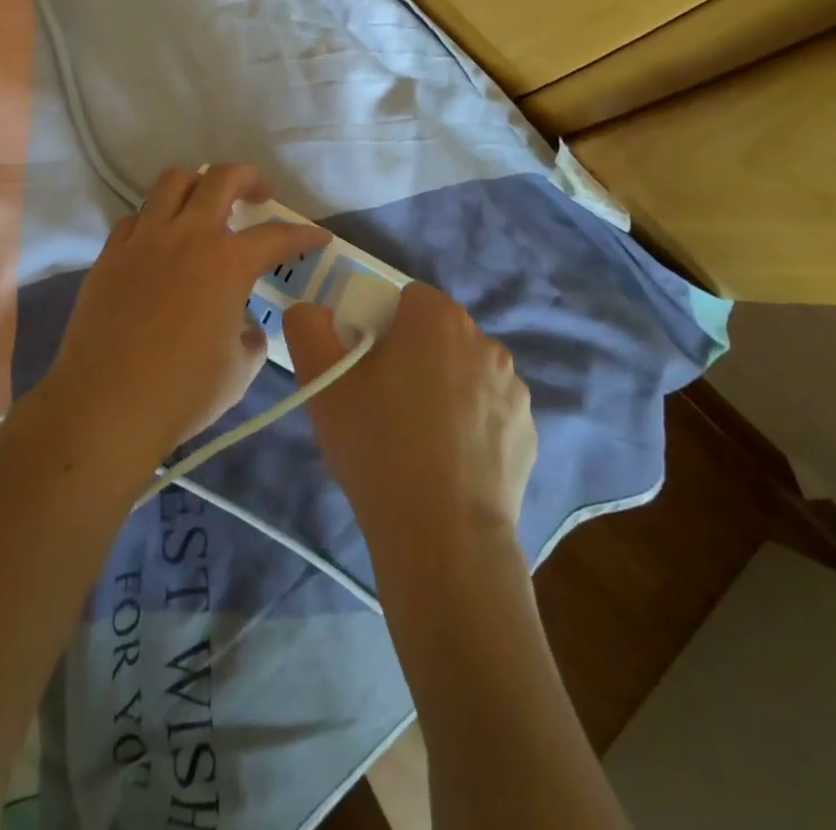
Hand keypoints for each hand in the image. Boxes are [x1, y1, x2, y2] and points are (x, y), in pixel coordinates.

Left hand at [45, 165, 328, 466]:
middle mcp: (186, 236)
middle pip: (222, 178)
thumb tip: (244, 328)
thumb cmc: (182, 392)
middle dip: (249, 179)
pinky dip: (156, 218)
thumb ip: (250, 338)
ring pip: (171, 182)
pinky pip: (137, 217)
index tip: (317, 238)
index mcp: (227, 262)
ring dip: (198, 185)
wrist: (105, 405)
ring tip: (206, 206)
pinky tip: (162, 242)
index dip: (303, 235)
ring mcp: (143, 240)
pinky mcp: (110, 254)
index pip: (276, 235)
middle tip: (260, 195)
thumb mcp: (239, 370)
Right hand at [284, 282, 536, 555]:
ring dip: (443, 389)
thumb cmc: (378, 445)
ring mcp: (514, 390)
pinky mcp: (527, 434)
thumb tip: (312, 311)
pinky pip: (488, 413)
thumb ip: (308, 327)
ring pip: (464, 373)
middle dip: (412, 355)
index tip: (363, 364)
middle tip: (380, 402)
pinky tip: (446, 464)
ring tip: (413, 439)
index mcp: (439, 320)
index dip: (380, 324)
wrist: (443, 537)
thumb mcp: (323, 381)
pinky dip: (469, 426)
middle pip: (437, 334)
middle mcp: (485, 342)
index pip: (407, 298)